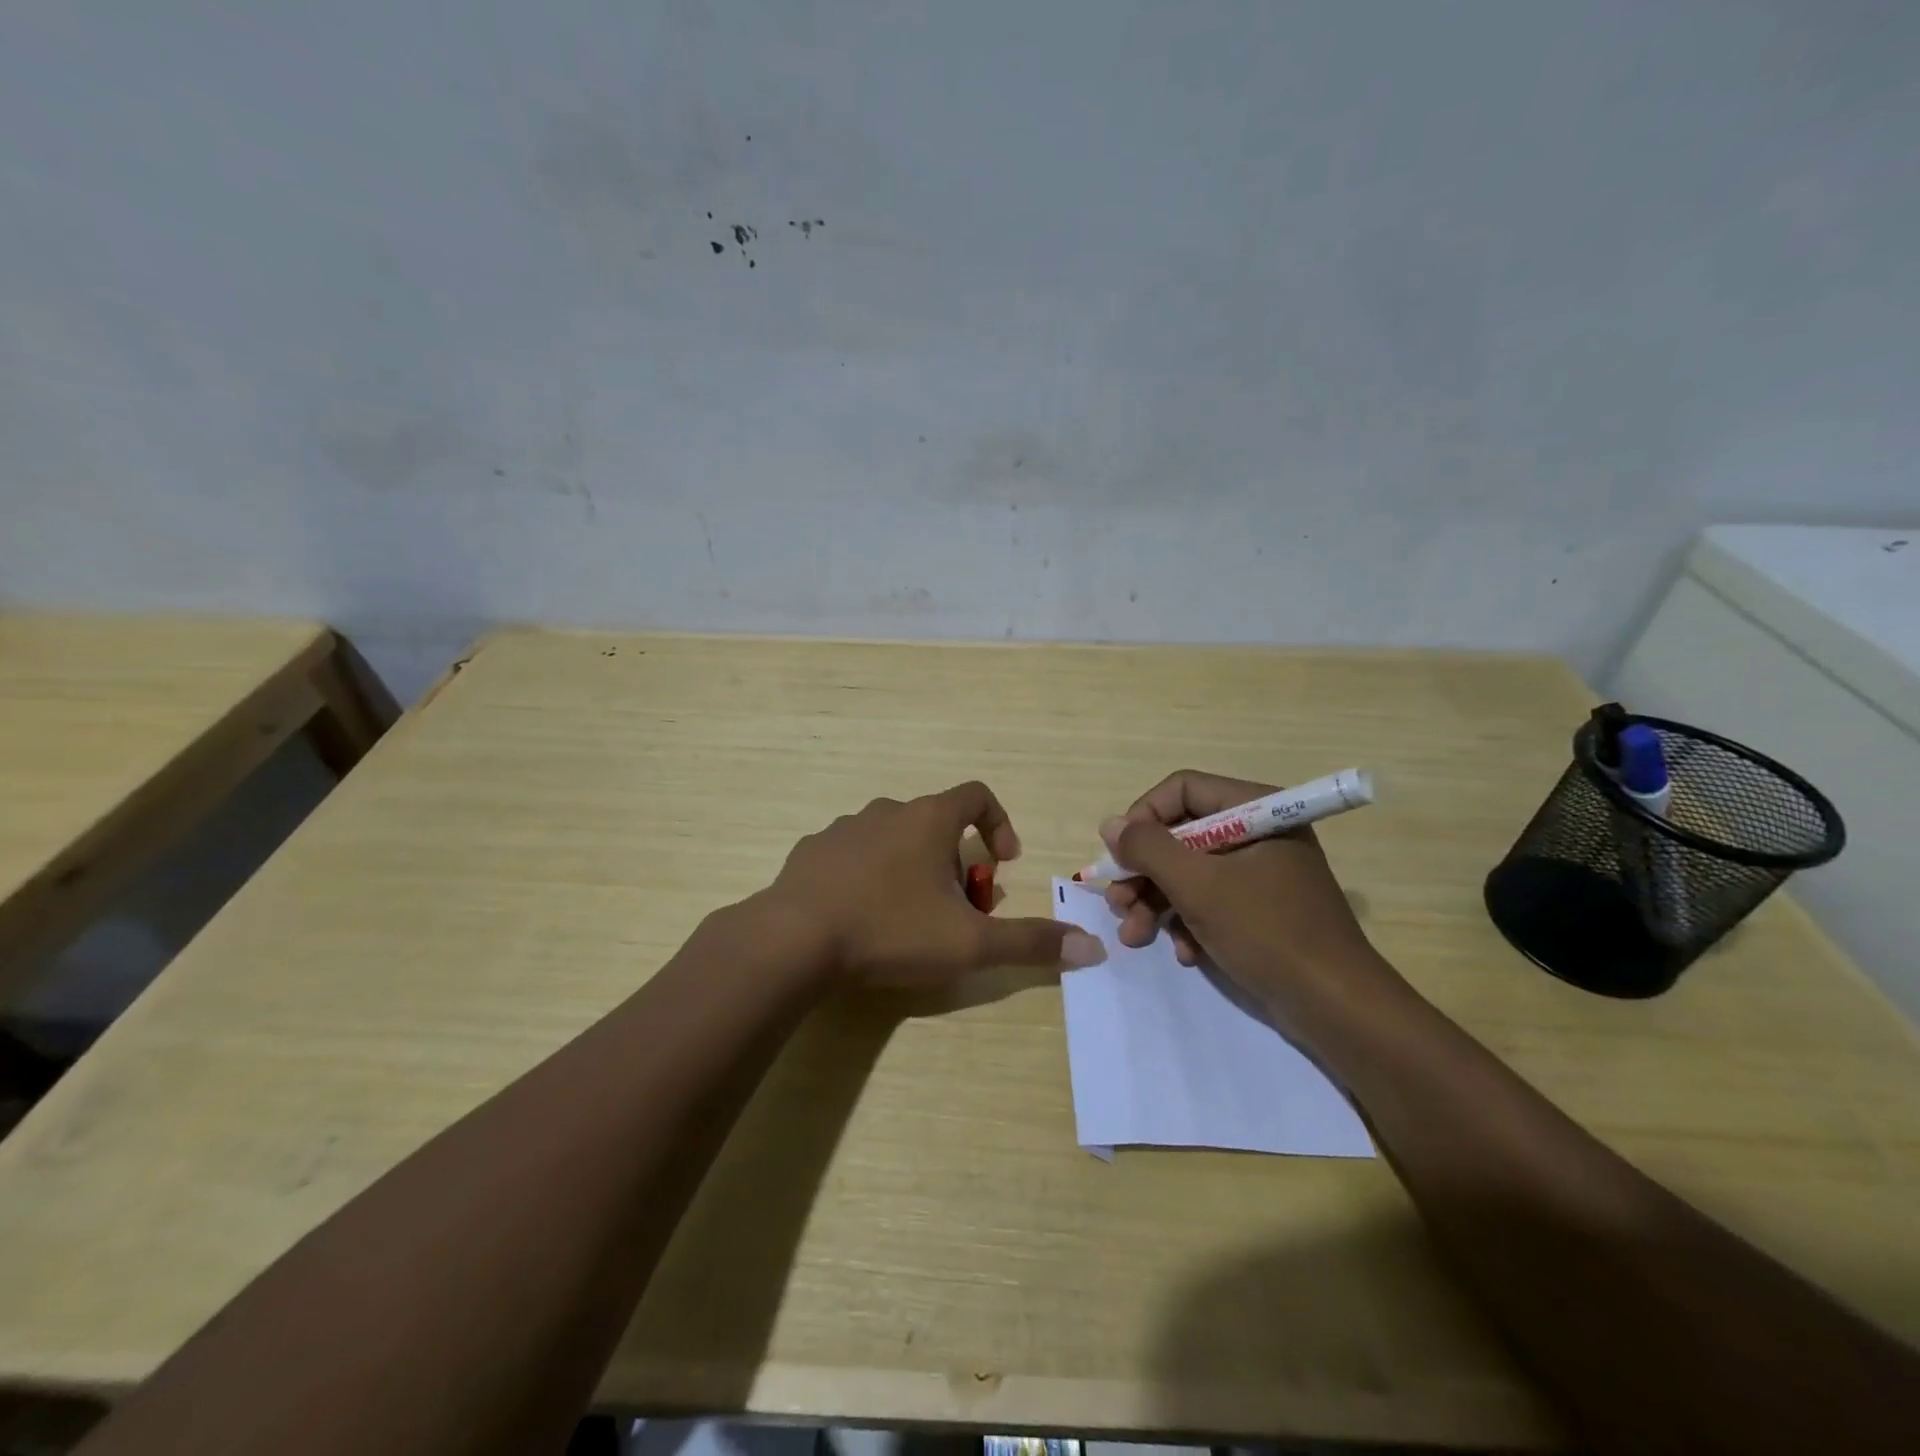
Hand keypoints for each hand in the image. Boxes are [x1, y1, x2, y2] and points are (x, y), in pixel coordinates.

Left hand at [769, 781, 1104, 988]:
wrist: (792, 940)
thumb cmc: (890, 930)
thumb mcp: (969, 943)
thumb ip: (1030, 943)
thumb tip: (1093, 947)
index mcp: (927, 819)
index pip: (977, 795)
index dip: (999, 824)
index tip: (1002, 863)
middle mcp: (886, 811)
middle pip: (936, 824)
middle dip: (956, 862)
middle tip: (957, 909)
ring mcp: (843, 829)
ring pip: (893, 839)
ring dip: (912, 869)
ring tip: (910, 917)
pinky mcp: (810, 853)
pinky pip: (853, 855)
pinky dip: (869, 876)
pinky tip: (862, 918)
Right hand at [1100, 770, 1403, 1030]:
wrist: (1336, 1007)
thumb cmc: (1267, 932)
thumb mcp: (1198, 886)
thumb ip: (1149, 849)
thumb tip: (1110, 824)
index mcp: (1255, 810)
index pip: (1182, 789)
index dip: (1144, 817)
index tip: (1119, 854)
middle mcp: (1258, 832)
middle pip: (1181, 834)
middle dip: (1144, 873)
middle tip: (1118, 904)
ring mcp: (1260, 872)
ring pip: (1189, 872)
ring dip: (1156, 903)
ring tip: (1135, 937)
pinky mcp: (1260, 909)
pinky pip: (1211, 901)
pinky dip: (1189, 923)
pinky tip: (1185, 954)